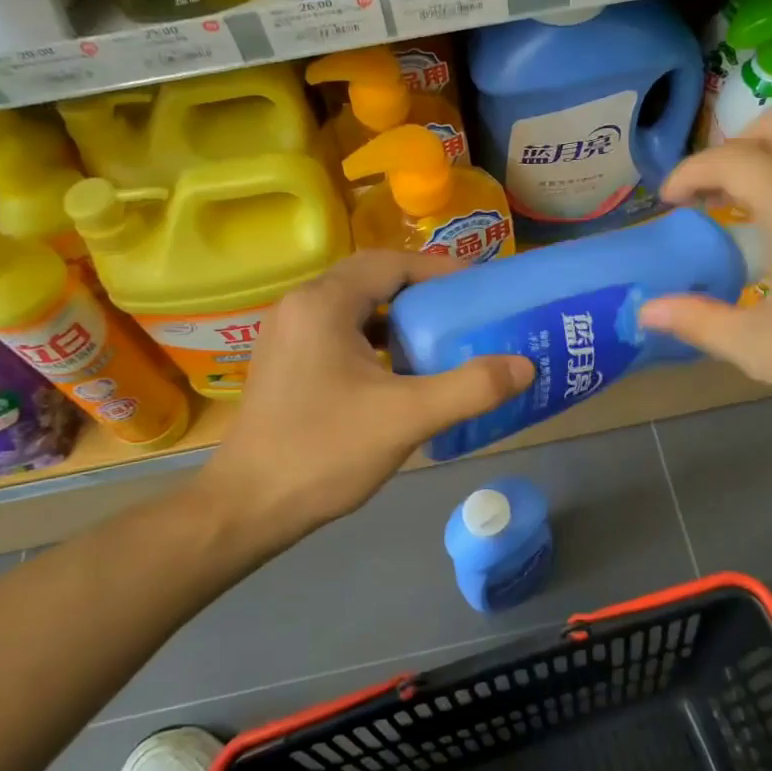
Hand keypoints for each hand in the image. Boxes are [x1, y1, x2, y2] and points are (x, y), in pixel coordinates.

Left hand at [191, 251, 533, 560]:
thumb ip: (470, 388)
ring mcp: (287, 335)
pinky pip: (339, 333)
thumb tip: (524, 366)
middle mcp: (300, 306)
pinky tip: (400, 371)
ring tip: (441, 337)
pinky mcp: (285, 363)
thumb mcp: (407, 418)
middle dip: (421, 291)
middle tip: (465, 311)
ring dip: (397, 316)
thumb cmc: (324, 451)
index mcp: (323, 303)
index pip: (390, 263)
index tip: (479, 287)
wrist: (247, 507)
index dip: (438, 270)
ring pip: (354, 307)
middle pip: (371, 279)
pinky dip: (374, 340)